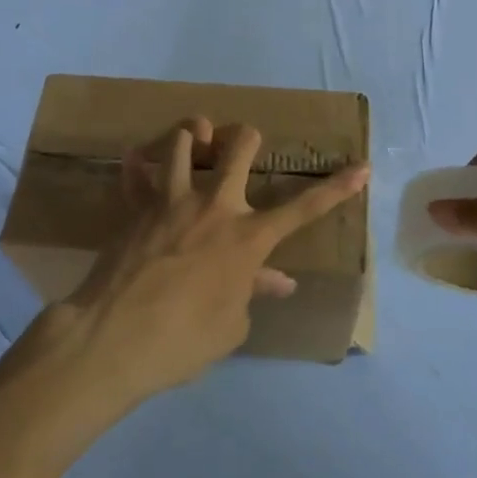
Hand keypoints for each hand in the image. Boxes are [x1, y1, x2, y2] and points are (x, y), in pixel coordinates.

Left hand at [59, 117, 368, 406]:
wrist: (114, 339)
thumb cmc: (184, 340)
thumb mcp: (231, 325)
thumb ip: (253, 292)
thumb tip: (277, 281)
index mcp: (248, 238)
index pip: (304, 208)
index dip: (337, 187)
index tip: (362, 166)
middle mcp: (214, 207)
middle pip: (238, 148)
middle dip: (246, 138)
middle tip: (244, 142)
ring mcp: (171, 201)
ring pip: (182, 143)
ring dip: (190, 138)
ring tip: (191, 143)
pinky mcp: (135, 208)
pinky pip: (134, 175)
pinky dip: (137, 167)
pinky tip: (134, 163)